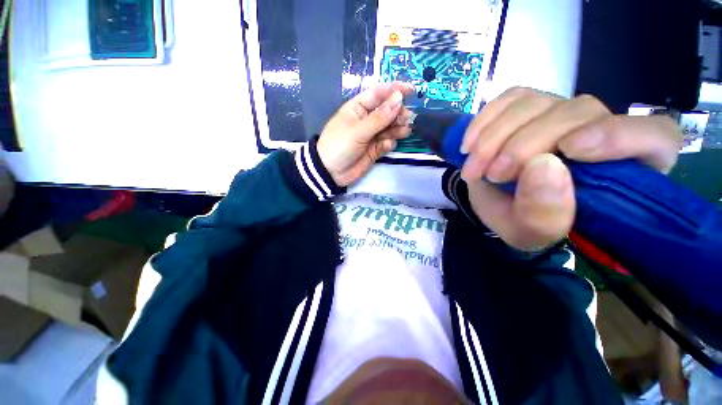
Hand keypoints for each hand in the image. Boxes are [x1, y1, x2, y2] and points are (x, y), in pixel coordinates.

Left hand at [317, 82, 413, 186]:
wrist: (330, 172)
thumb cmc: (339, 145)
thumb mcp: (358, 130)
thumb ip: (379, 117)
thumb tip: (399, 98)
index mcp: (358, 108)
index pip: (378, 93)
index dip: (394, 90)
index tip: (411, 91)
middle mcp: (367, 119)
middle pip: (387, 111)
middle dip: (398, 113)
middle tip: (408, 118)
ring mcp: (371, 135)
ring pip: (389, 128)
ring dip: (398, 128)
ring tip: (404, 131)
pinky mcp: (374, 149)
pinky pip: (386, 143)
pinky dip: (389, 143)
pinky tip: (388, 145)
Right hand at [460, 87, 681, 250]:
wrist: (495, 203)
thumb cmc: (520, 222)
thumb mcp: (530, 232)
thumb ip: (544, 213)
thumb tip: (544, 166)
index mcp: (622, 170)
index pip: (653, 137)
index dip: (620, 135)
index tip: (570, 150)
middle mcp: (599, 129)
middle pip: (578, 112)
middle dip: (525, 145)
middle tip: (493, 174)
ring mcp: (560, 111)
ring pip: (535, 102)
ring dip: (494, 138)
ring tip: (475, 167)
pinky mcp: (527, 105)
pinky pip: (509, 99)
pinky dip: (484, 121)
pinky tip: (470, 144)